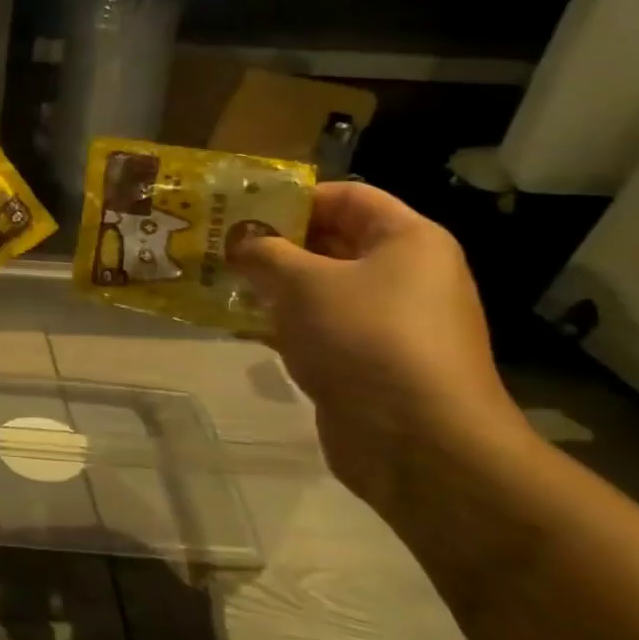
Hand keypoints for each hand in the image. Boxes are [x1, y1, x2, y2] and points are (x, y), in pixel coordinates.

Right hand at [228, 182, 529, 507]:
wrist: (419, 443)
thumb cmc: (365, 338)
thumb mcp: (303, 283)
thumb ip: (264, 254)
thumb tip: (240, 244)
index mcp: (407, 240)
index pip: (347, 196)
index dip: (294, 197)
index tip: (241, 208)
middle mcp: (406, 275)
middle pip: (333, 242)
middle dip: (275, 243)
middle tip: (220, 244)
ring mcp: (390, 323)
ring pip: (322, 289)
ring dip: (273, 286)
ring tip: (219, 281)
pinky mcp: (370, 363)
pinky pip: (321, 329)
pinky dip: (284, 324)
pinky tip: (240, 325)